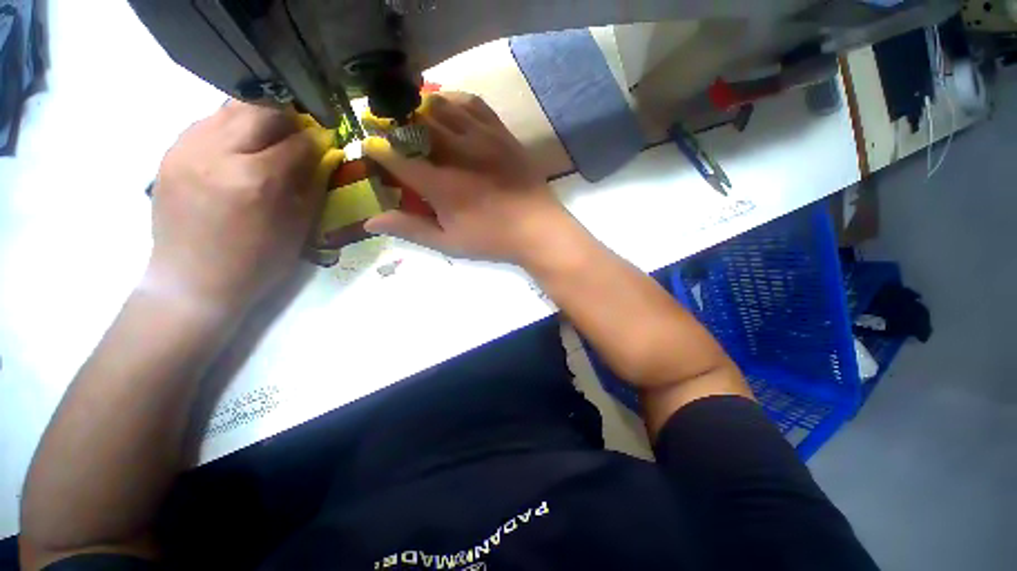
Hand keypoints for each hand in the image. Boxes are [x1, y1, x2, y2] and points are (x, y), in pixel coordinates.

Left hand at [148, 101, 339, 311]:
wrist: (186, 288)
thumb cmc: (244, 270)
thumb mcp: (292, 236)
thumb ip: (312, 186)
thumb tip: (322, 149)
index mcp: (255, 182)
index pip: (298, 140)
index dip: (312, 143)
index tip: (315, 148)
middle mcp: (220, 155)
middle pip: (266, 111)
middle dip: (284, 123)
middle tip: (285, 140)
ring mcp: (191, 149)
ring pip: (235, 108)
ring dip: (253, 121)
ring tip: (253, 144)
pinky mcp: (173, 152)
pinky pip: (208, 122)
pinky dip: (223, 131)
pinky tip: (224, 154)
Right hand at [364, 92, 574, 264]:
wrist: (539, 227)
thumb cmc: (490, 238)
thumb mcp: (446, 242)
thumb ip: (408, 228)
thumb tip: (370, 222)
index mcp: (442, 185)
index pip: (400, 159)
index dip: (378, 149)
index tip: (367, 143)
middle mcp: (459, 153)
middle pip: (420, 123)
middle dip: (397, 119)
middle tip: (385, 121)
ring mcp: (483, 137)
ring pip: (445, 106)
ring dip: (422, 105)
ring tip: (411, 109)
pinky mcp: (500, 130)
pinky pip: (474, 103)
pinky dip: (454, 98)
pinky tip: (446, 103)